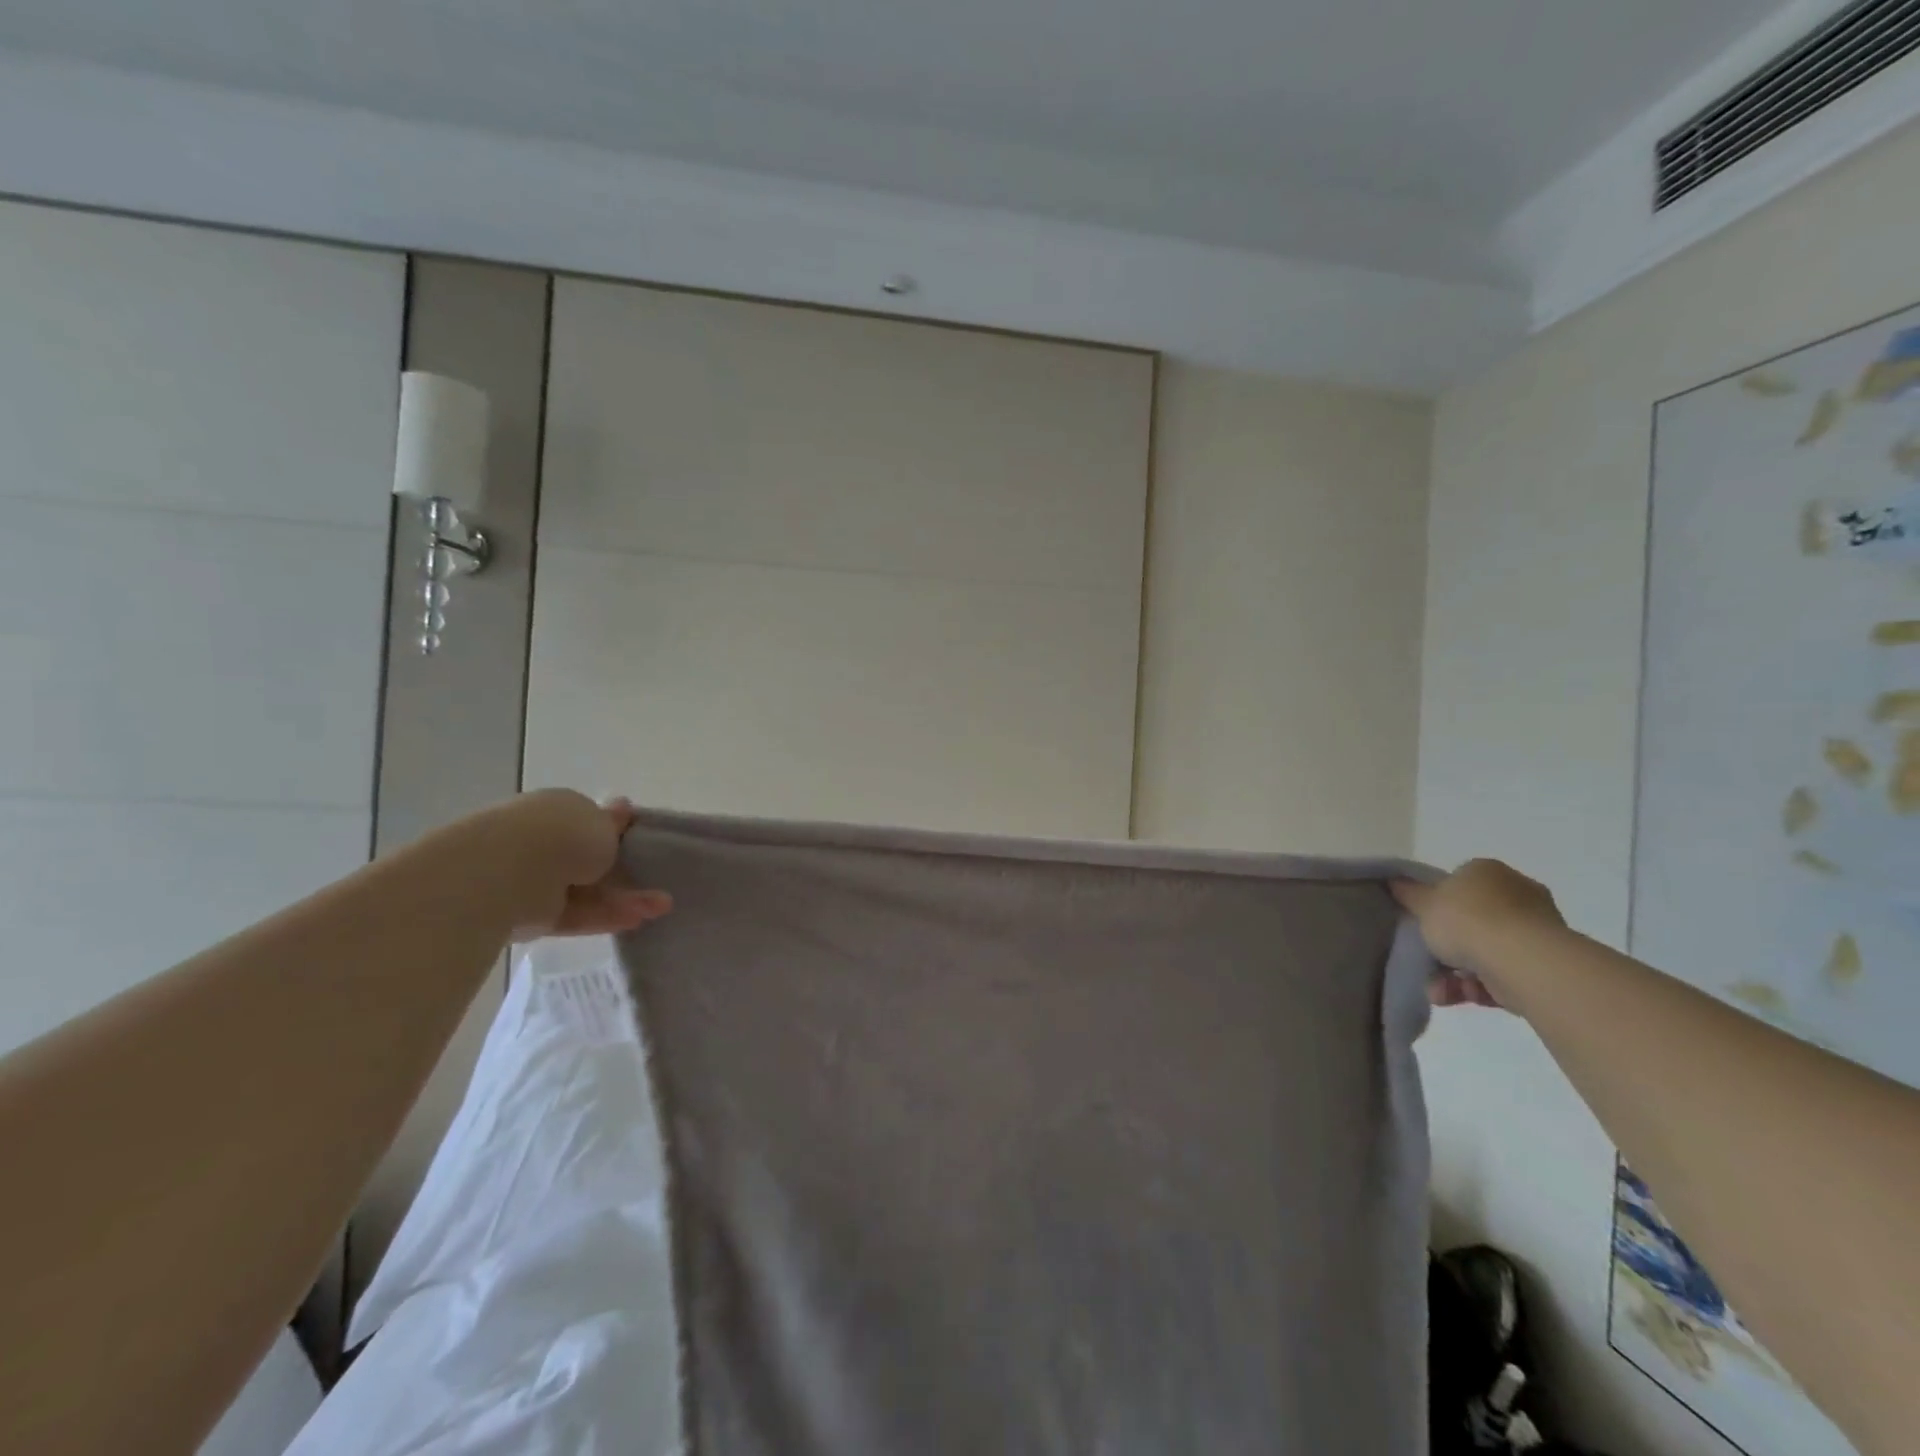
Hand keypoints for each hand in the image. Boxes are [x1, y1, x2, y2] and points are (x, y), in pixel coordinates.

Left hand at [468, 790, 672, 940]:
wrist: (511, 872)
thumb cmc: (563, 834)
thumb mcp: (603, 823)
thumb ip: (614, 823)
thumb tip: (622, 806)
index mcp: (556, 810)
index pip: (588, 821)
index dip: (616, 832)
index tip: (642, 843)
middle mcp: (542, 842)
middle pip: (590, 860)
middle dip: (625, 872)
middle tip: (658, 883)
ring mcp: (535, 879)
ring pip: (587, 890)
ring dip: (624, 898)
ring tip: (661, 908)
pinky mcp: (533, 915)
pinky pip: (575, 915)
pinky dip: (604, 917)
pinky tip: (636, 921)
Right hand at [1392, 860, 1562, 1007]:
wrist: (1521, 960)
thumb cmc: (1467, 919)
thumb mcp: (1423, 902)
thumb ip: (1408, 893)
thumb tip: (1394, 881)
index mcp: (1489, 872)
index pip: (1459, 884)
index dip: (1437, 905)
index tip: (1423, 923)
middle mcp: (1518, 895)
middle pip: (1472, 921)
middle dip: (1447, 946)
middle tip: (1426, 961)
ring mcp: (1536, 931)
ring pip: (1484, 952)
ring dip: (1455, 974)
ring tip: (1437, 991)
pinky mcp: (1545, 966)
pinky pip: (1501, 974)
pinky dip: (1478, 987)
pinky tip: (1457, 997)